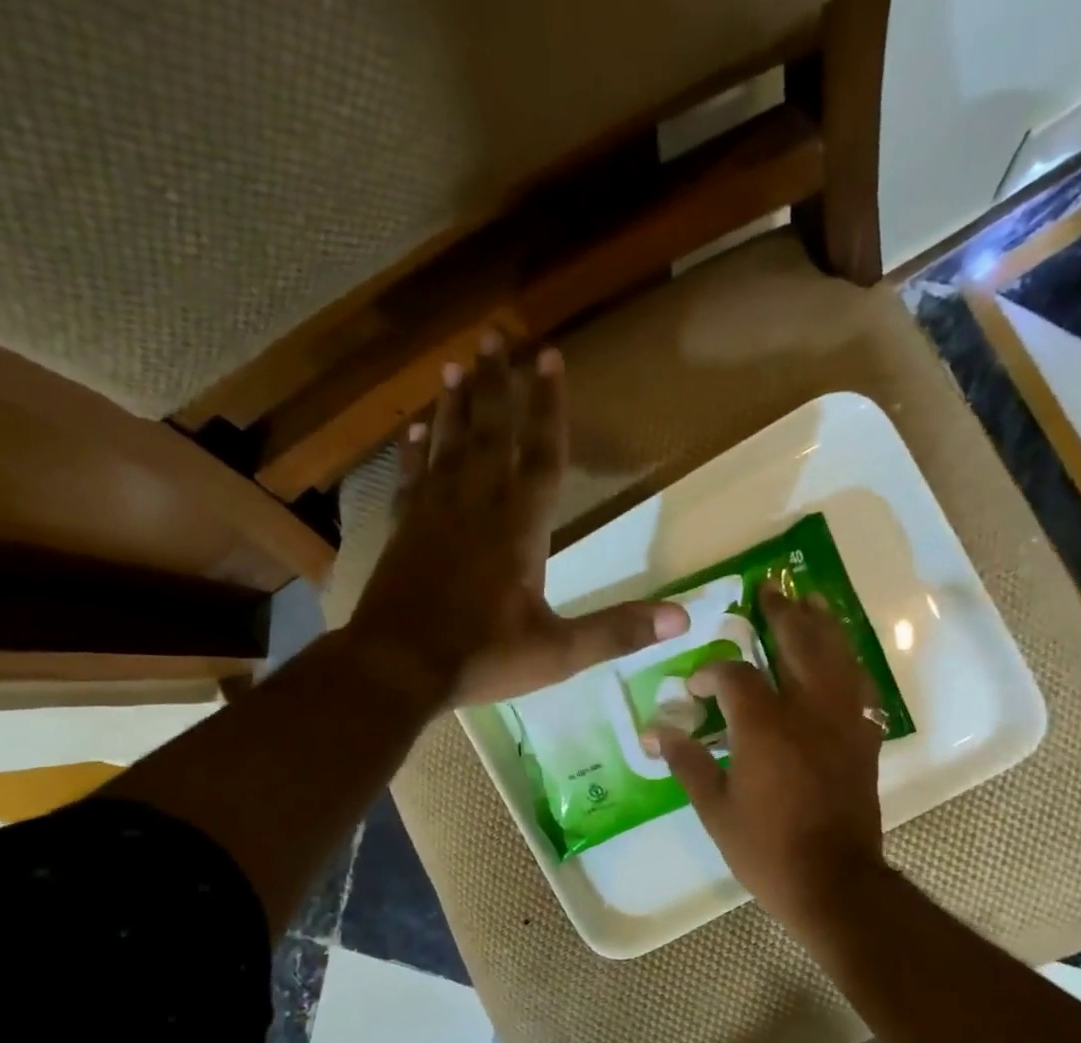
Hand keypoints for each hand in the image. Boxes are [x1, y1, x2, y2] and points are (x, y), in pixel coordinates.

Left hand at [347, 333, 686, 706]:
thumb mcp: (559, 652)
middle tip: (496, 334)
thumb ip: (618, 631)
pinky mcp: (402, 532)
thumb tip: (685, 617)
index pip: (541, 456)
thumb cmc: (481, 658)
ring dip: (455, 406)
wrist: (395, 669)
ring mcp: (433, 516)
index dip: (549, 407)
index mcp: (518, 529)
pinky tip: (414, 429)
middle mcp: (475, 507)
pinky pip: (410, 479)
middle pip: (490, 434)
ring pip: (448, 447)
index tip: (550, 357)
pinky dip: (413, 452)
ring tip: (458, 365)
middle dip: (497, 385)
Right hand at [654, 588, 890, 941]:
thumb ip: (686, 762)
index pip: (736, 676)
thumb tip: (655, 733)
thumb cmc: (765, 849)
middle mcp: (807, 711)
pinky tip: (842, 658)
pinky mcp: (863, 740)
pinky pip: (860, 688)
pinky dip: (849, 665)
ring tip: (813, 601)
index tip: (696, 688)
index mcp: (764, 726)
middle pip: (798, 644)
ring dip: (823, 625)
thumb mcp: (714, 809)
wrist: (833, 881)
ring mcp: (842, 722)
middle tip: (770, 590)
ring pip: (837, 657)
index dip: (712, 673)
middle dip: (781, 615)